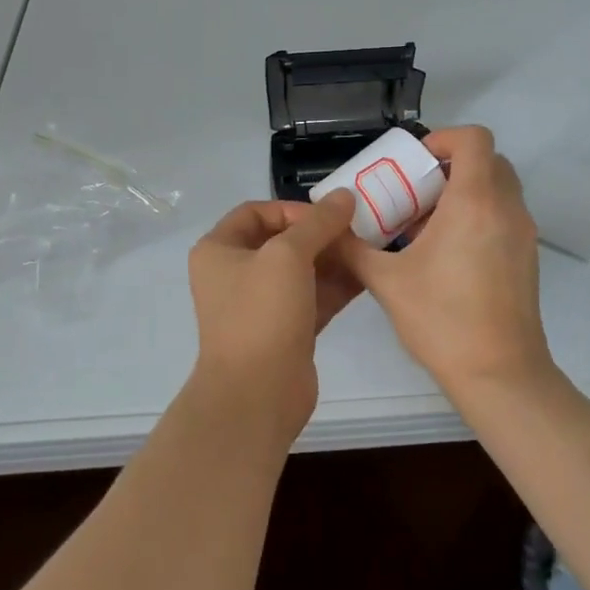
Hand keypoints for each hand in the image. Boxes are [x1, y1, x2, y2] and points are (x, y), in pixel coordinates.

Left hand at [185, 190, 359, 438]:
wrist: (257, 394)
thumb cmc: (262, 313)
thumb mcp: (288, 256)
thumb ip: (318, 223)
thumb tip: (344, 196)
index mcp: (219, 250)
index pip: (256, 212)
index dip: (293, 209)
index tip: (328, 216)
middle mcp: (235, 273)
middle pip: (282, 240)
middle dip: (320, 234)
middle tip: (358, 231)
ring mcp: (261, 304)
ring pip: (301, 270)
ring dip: (333, 258)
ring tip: (369, 248)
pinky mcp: (286, 329)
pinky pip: (313, 296)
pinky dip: (337, 285)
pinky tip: (367, 274)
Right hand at [337, 126, 552, 391]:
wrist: (500, 374)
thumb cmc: (442, 320)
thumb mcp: (386, 281)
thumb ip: (353, 248)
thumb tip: (329, 229)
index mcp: (475, 202)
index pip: (474, 139)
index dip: (443, 138)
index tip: (415, 162)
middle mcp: (506, 209)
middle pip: (488, 161)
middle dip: (450, 166)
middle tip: (415, 191)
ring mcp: (522, 234)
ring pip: (497, 189)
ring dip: (463, 193)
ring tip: (424, 226)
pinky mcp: (527, 257)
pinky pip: (503, 216)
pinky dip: (477, 216)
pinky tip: (445, 254)